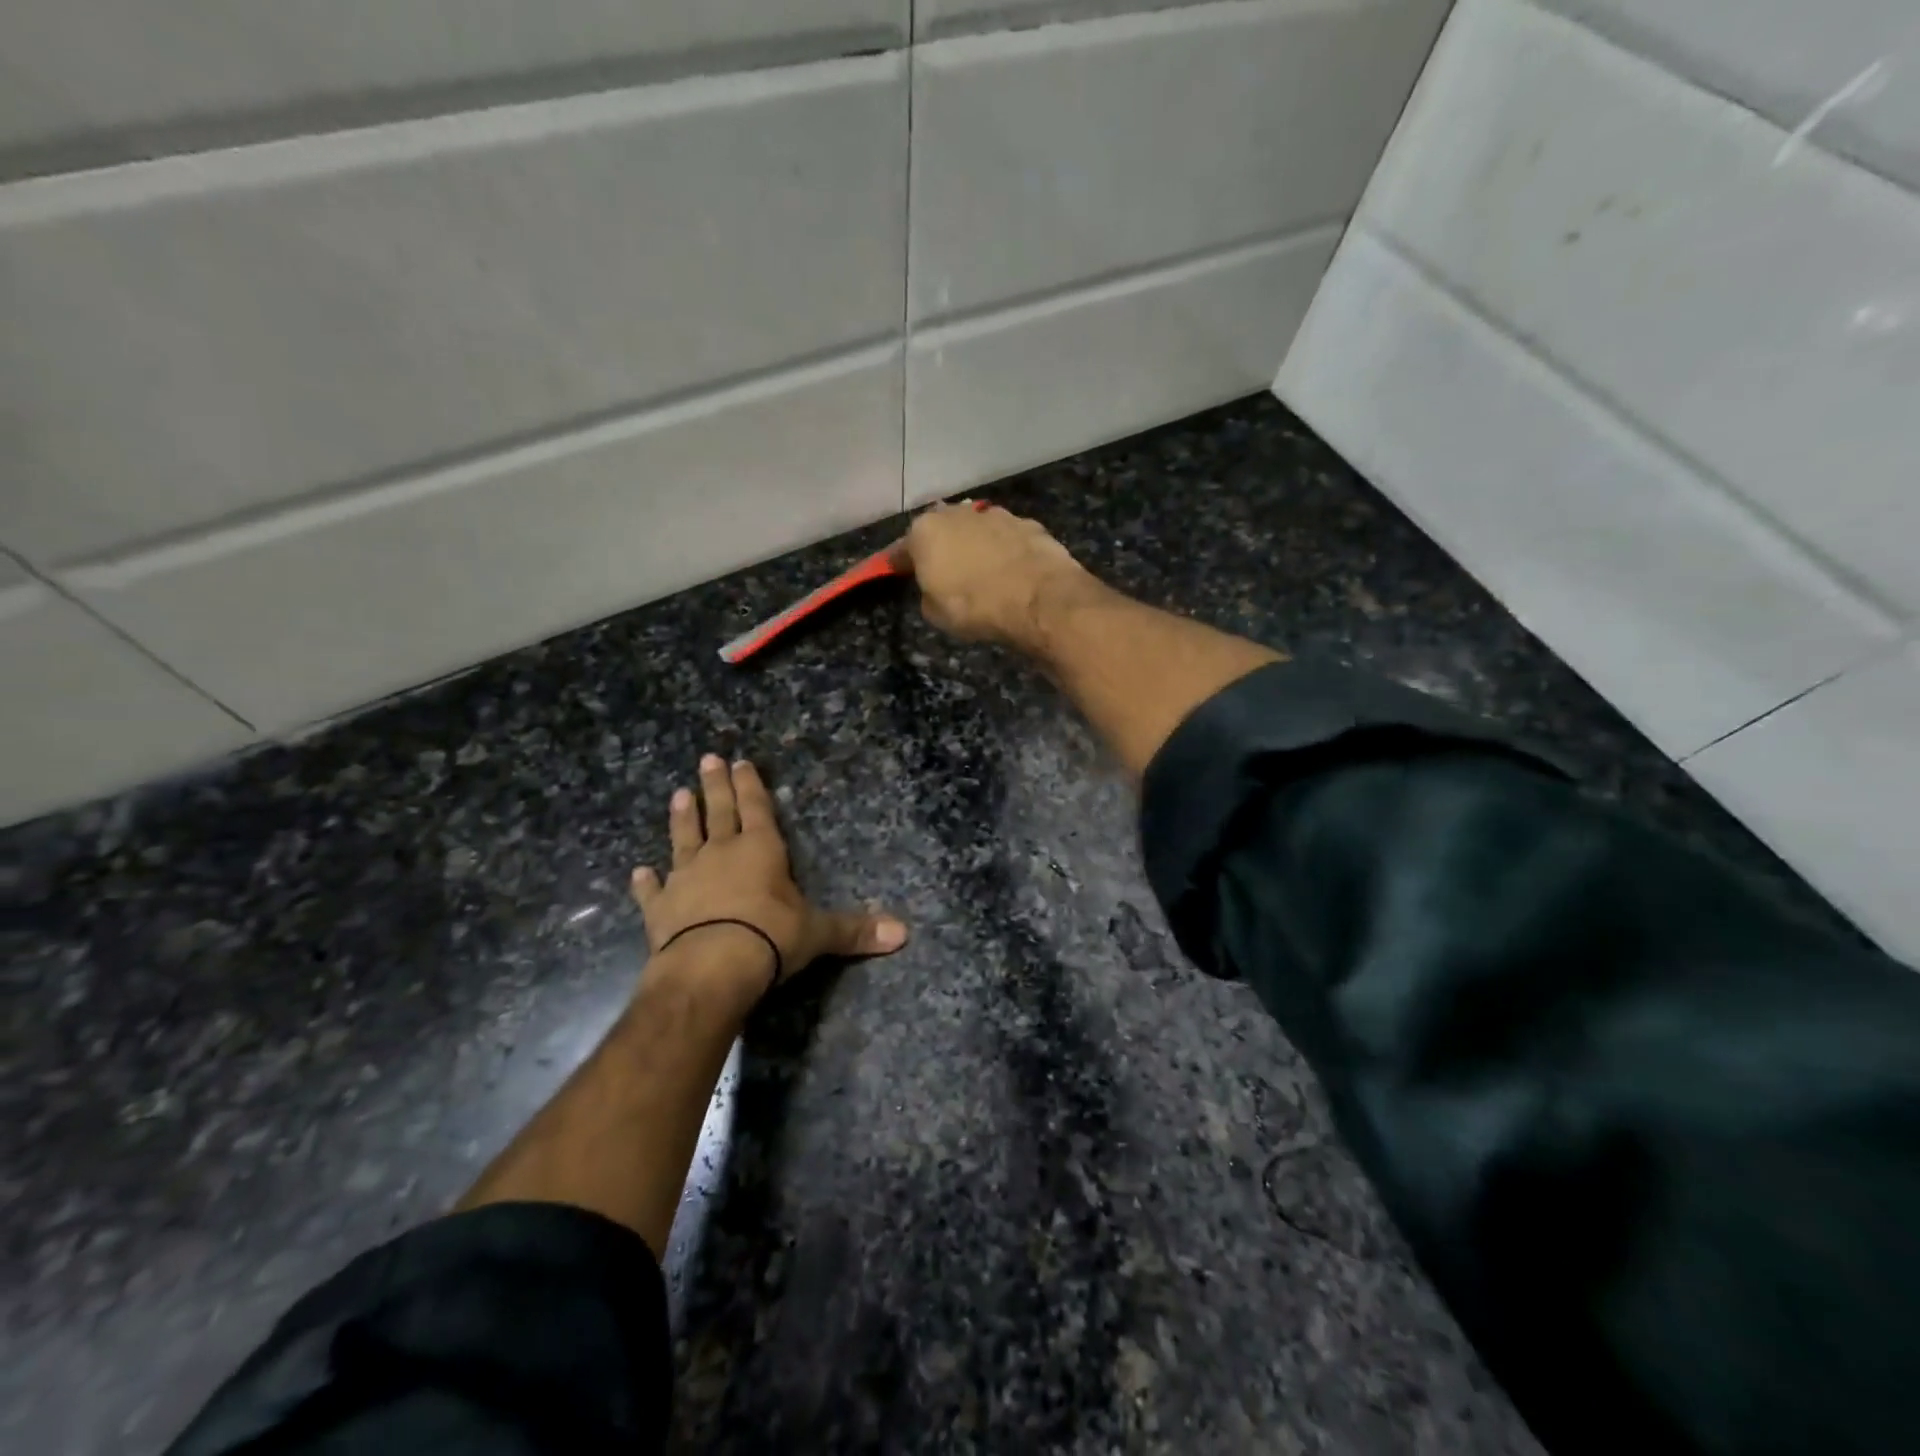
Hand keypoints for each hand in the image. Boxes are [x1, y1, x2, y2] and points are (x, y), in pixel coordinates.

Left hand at [631, 756, 907, 997]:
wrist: (710, 968)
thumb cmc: (770, 938)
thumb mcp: (818, 933)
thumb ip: (855, 930)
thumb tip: (904, 934)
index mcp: (760, 850)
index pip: (757, 808)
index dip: (750, 785)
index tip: (740, 762)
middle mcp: (721, 854)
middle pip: (719, 812)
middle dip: (716, 786)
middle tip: (707, 758)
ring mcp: (686, 878)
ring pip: (683, 839)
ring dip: (681, 818)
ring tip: (677, 794)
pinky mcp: (661, 908)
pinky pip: (652, 890)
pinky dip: (646, 882)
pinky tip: (638, 872)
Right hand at [898, 502, 1088, 646]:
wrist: (1038, 599)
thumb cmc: (975, 607)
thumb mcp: (935, 613)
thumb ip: (928, 593)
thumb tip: (936, 587)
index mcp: (925, 531)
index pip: (901, 549)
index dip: (898, 563)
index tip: (895, 571)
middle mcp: (958, 513)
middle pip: (941, 529)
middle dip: (940, 546)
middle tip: (943, 569)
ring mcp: (996, 515)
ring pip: (976, 529)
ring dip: (975, 545)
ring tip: (981, 570)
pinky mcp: (1029, 524)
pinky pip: (1007, 539)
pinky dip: (1005, 551)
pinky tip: (1011, 570)